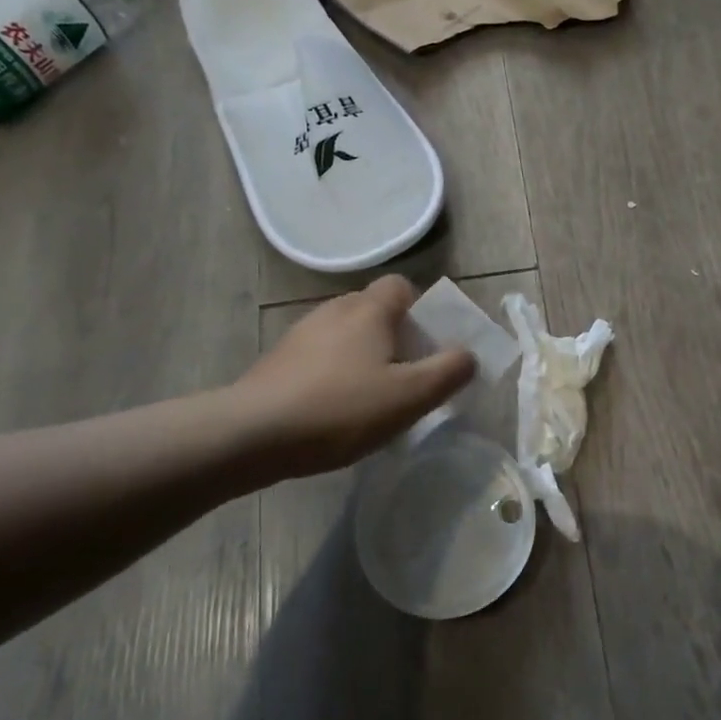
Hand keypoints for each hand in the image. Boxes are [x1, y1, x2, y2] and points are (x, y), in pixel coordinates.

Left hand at [232, 276, 475, 478]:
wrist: (252, 434)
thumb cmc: (341, 408)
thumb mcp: (409, 396)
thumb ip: (448, 372)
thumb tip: (468, 355)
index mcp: (369, 309)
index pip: (401, 286)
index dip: (420, 311)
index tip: (425, 347)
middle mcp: (334, 309)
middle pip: (375, 310)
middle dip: (395, 337)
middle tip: (404, 378)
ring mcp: (301, 333)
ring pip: (346, 334)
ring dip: (363, 357)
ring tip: (369, 399)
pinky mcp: (278, 359)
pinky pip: (320, 356)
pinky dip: (334, 373)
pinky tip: (333, 410)